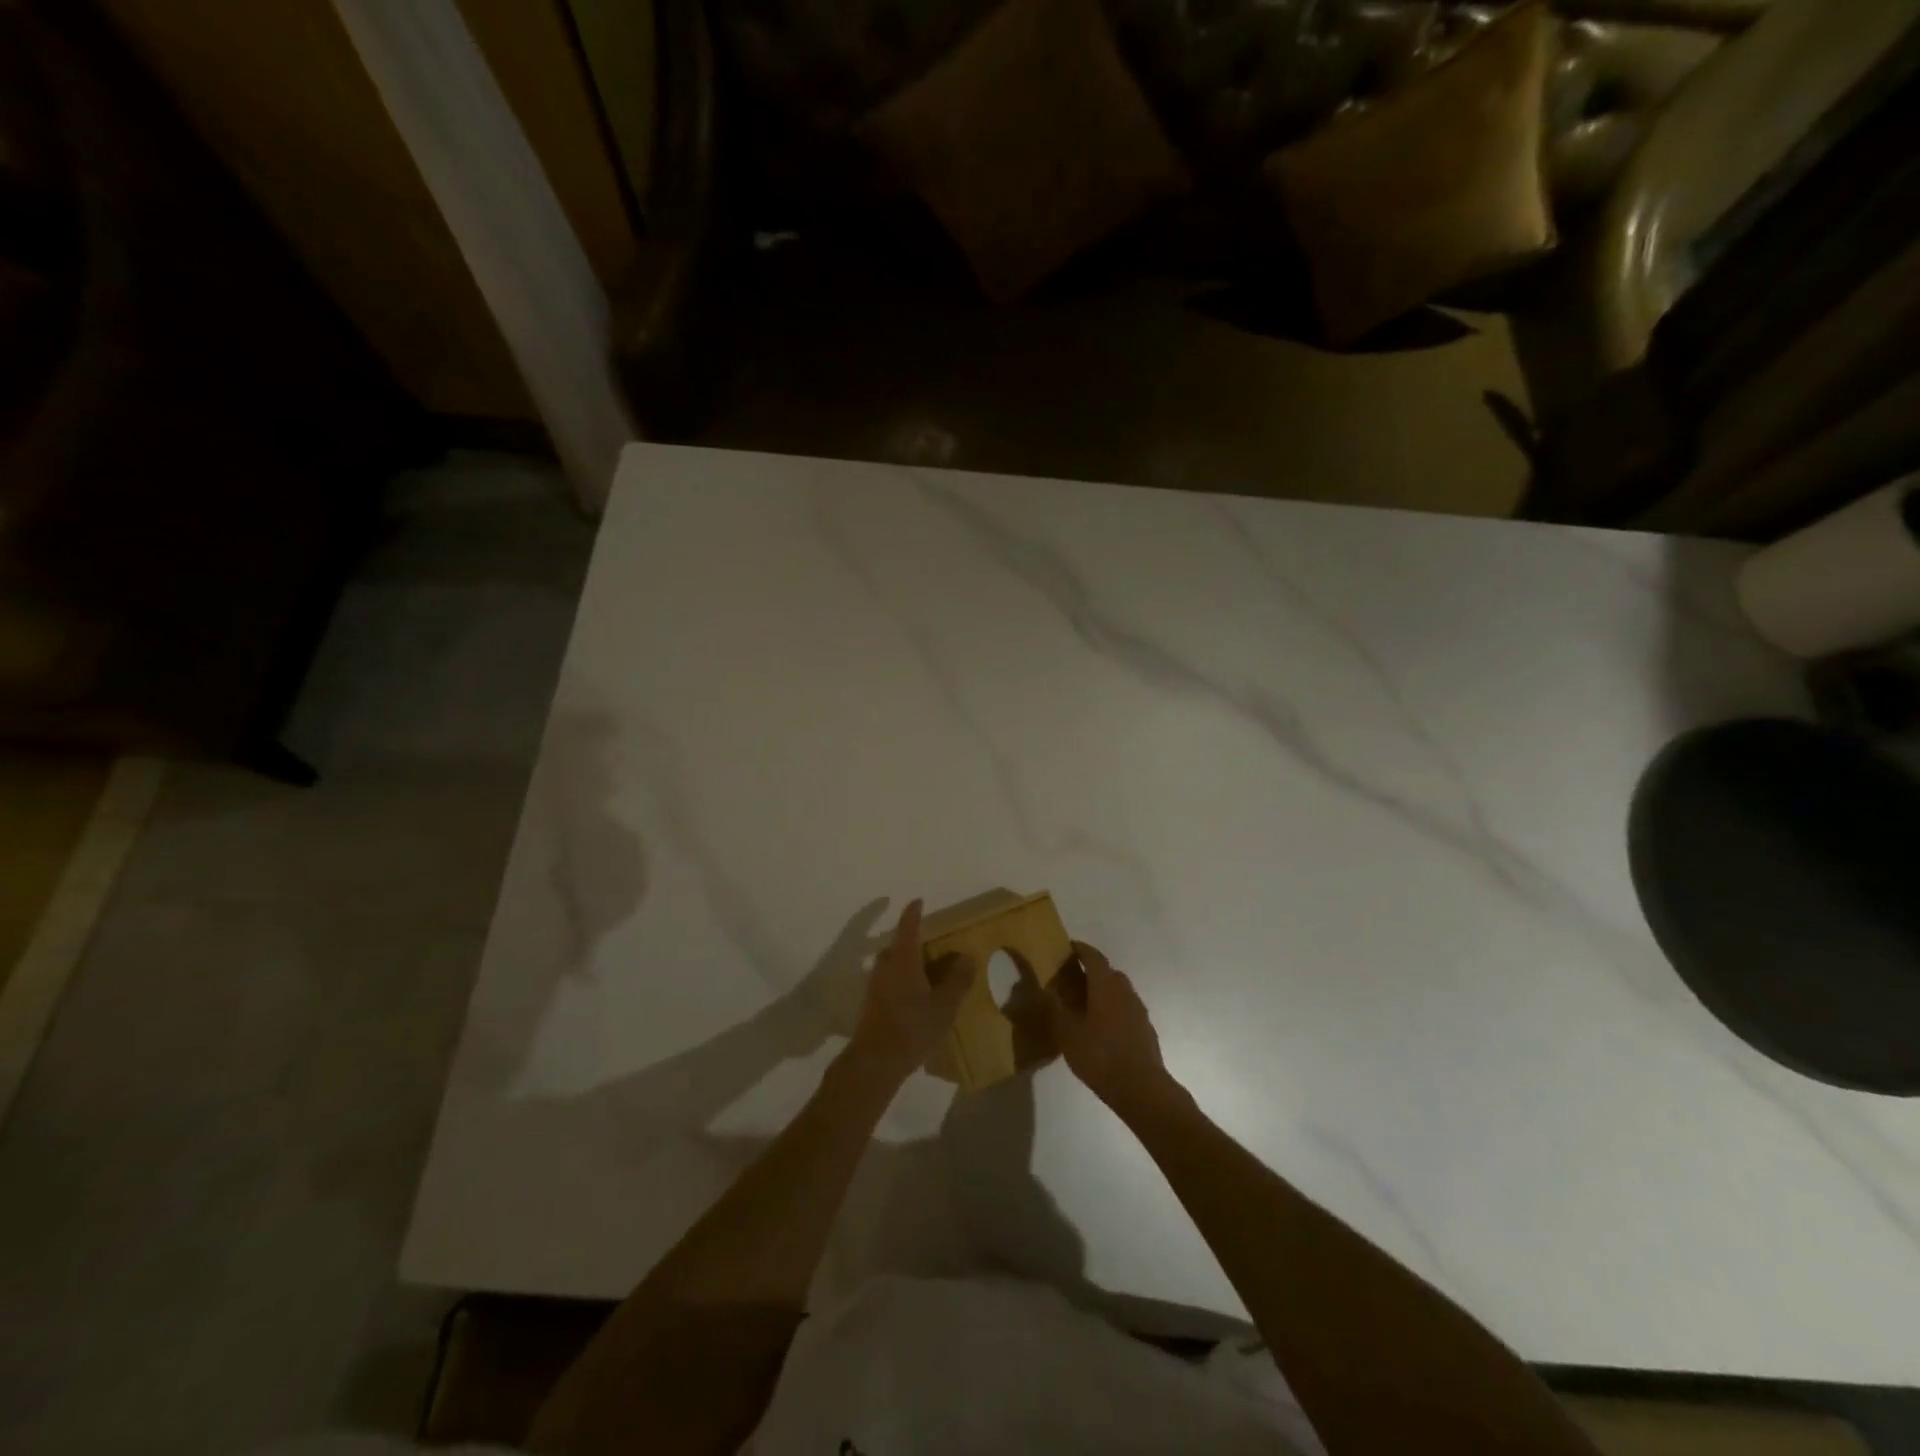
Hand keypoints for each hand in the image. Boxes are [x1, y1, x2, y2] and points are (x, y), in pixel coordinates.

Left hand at [848, 900, 976, 1083]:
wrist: (875, 1062)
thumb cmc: (912, 1027)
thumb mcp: (944, 1005)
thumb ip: (958, 980)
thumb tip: (967, 957)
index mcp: (903, 960)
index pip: (908, 928)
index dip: (913, 913)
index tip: (918, 901)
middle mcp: (885, 968)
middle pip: (897, 947)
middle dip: (910, 942)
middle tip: (929, 945)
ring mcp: (875, 987)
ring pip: (891, 966)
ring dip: (905, 963)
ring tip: (926, 972)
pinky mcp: (872, 1005)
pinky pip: (888, 983)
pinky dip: (901, 981)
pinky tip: (915, 997)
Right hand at [1042, 941, 1174, 1114]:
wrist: (1142, 1088)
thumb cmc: (1100, 1056)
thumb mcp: (1068, 1034)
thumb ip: (1055, 1009)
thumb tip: (1044, 990)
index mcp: (1105, 985)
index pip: (1093, 956)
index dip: (1080, 949)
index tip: (1067, 947)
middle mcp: (1124, 991)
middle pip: (1108, 972)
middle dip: (1091, 970)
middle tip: (1071, 978)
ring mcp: (1138, 1010)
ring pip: (1119, 990)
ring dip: (1103, 990)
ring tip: (1085, 1004)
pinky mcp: (1145, 1029)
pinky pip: (1126, 1008)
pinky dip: (1113, 1008)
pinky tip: (1102, 1027)